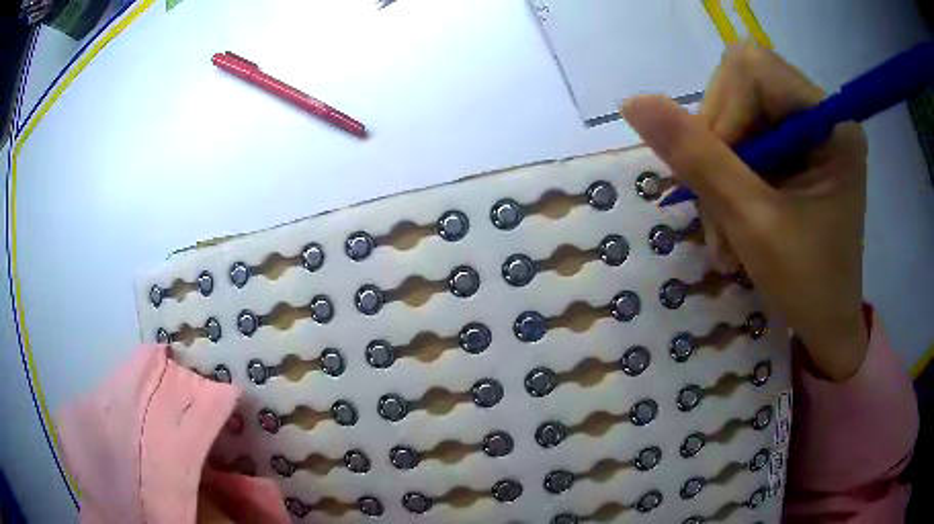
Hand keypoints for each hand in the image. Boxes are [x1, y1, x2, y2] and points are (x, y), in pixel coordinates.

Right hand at [622, 43, 868, 381]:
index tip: (718, 177)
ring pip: (734, 113)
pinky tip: (730, 219)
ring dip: (716, 167)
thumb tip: (633, 103)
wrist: (826, 325)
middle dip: (717, 145)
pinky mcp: (795, 148)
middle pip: (740, 86)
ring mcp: (807, 129)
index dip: (723, 113)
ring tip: (724, 230)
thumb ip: (697, 158)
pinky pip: (742, 137)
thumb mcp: (752, 223)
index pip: (755, 70)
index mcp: (830, 122)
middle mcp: (820, 113)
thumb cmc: (807, 285)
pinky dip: (725, 176)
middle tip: (718, 209)